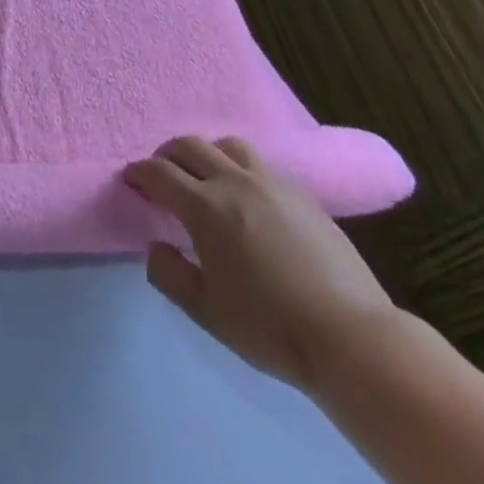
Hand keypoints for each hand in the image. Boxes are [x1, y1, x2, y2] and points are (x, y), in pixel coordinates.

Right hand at [124, 136, 397, 393]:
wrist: (353, 339)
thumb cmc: (271, 327)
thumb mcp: (205, 311)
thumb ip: (168, 274)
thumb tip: (156, 246)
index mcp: (205, 207)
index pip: (158, 172)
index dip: (138, 172)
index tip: (131, 181)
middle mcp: (234, 182)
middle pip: (189, 145)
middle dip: (167, 155)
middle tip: (162, 176)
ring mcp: (272, 183)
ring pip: (228, 144)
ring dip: (207, 153)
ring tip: (206, 178)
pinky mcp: (303, 194)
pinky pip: (261, 163)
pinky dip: (240, 168)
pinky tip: (247, 196)